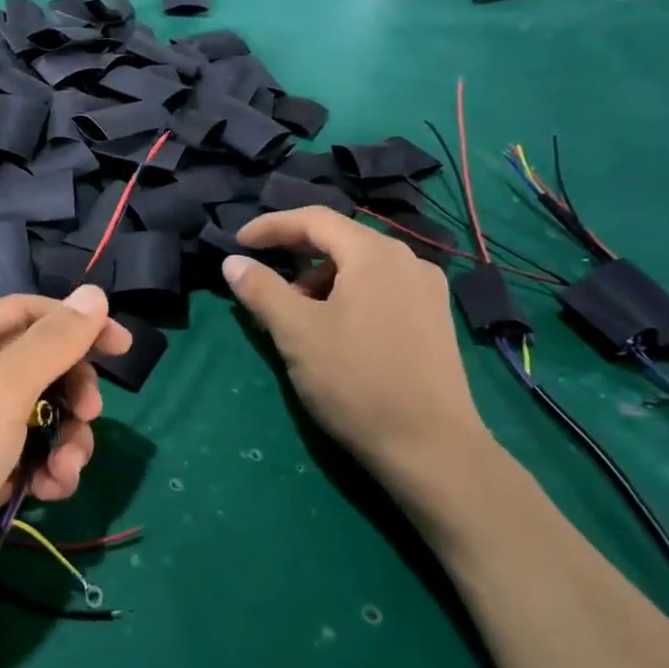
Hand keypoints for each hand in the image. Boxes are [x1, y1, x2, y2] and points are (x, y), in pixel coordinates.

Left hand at [0, 286, 129, 638]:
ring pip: (41, 417)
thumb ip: (52, 343)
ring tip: (66, 468)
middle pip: (39, 366)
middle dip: (72, 390)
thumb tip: (95, 294)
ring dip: (66, 439)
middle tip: (89, 413)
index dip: (76, 324)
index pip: (27, 314)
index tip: (122, 347)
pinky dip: (47, 471)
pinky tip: (50, 491)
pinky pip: (29, 458)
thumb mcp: (0, 390)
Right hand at [220, 208, 500, 533]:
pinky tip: (335, 330)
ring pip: (361, 267)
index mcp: (374, 254)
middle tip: (264, 282)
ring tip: (296, 316)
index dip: (271, 226)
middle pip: (340, 240)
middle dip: (296, 256)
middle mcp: (408, 260)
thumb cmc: (355, 381)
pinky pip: (381, 288)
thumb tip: (233, 262)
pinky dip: (348, 295)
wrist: (430, 447)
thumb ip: (261, 289)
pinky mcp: (435, 319)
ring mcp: (428, 290)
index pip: (314, 219)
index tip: (238, 243)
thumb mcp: (296, 332)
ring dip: (321, 279)